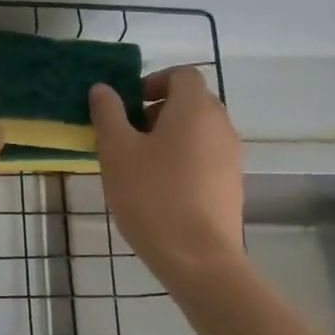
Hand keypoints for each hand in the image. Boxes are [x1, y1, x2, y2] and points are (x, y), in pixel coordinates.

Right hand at [90, 67, 244, 283]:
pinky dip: (182, 159)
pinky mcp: (231, 185)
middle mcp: (221, 125)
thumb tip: (103, 89)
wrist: (198, 259)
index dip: (152, 82)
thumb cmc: (152, 196)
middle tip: (126, 136)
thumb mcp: (117, 151)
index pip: (181, 74)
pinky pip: (204, 156)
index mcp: (195, 109)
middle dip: (156, 111)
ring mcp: (231, 157)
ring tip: (137, 166)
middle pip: (190, 101)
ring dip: (167, 136)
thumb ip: (108, 113)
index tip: (127, 106)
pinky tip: (158, 189)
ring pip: (197, 131)